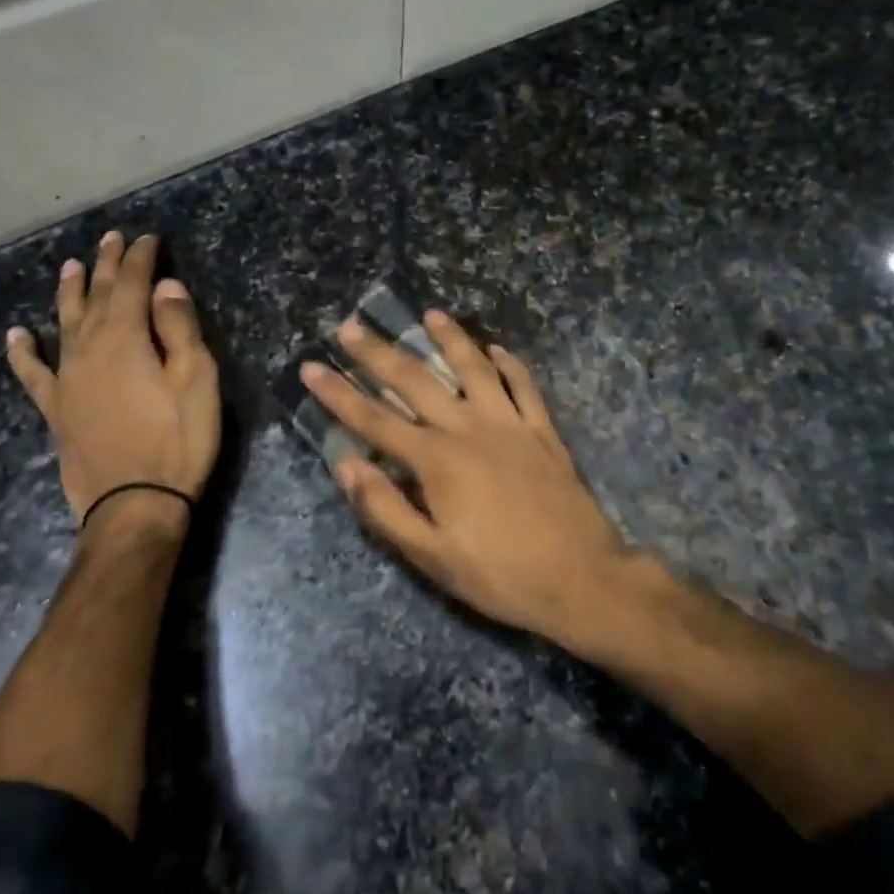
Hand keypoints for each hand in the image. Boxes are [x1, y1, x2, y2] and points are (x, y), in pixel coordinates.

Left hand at [7, 232, 220, 534]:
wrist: (135, 505)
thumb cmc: (178, 440)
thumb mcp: (195, 379)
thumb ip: (179, 328)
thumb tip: (165, 287)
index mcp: (126, 337)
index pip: (132, 284)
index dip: (141, 258)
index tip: (148, 238)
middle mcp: (88, 348)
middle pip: (96, 296)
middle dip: (106, 265)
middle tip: (111, 238)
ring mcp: (66, 378)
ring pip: (64, 323)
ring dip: (68, 292)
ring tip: (70, 266)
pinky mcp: (55, 408)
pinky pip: (33, 372)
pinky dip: (23, 351)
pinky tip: (17, 335)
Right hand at [302, 312, 627, 644]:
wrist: (581, 578)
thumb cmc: (500, 574)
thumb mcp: (433, 556)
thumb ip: (386, 509)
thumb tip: (347, 465)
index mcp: (437, 460)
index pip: (375, 419)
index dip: (339, 393)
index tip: (312, 367)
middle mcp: (469, 429)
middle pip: (416, 381)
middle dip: (379, 353)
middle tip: (352, 326)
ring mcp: (511, 424)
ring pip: (474, 369)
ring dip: (450, 339)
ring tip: (430, 315)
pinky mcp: (543, 432)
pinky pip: (524, 386)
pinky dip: (510, 364)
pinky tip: (496, 349)